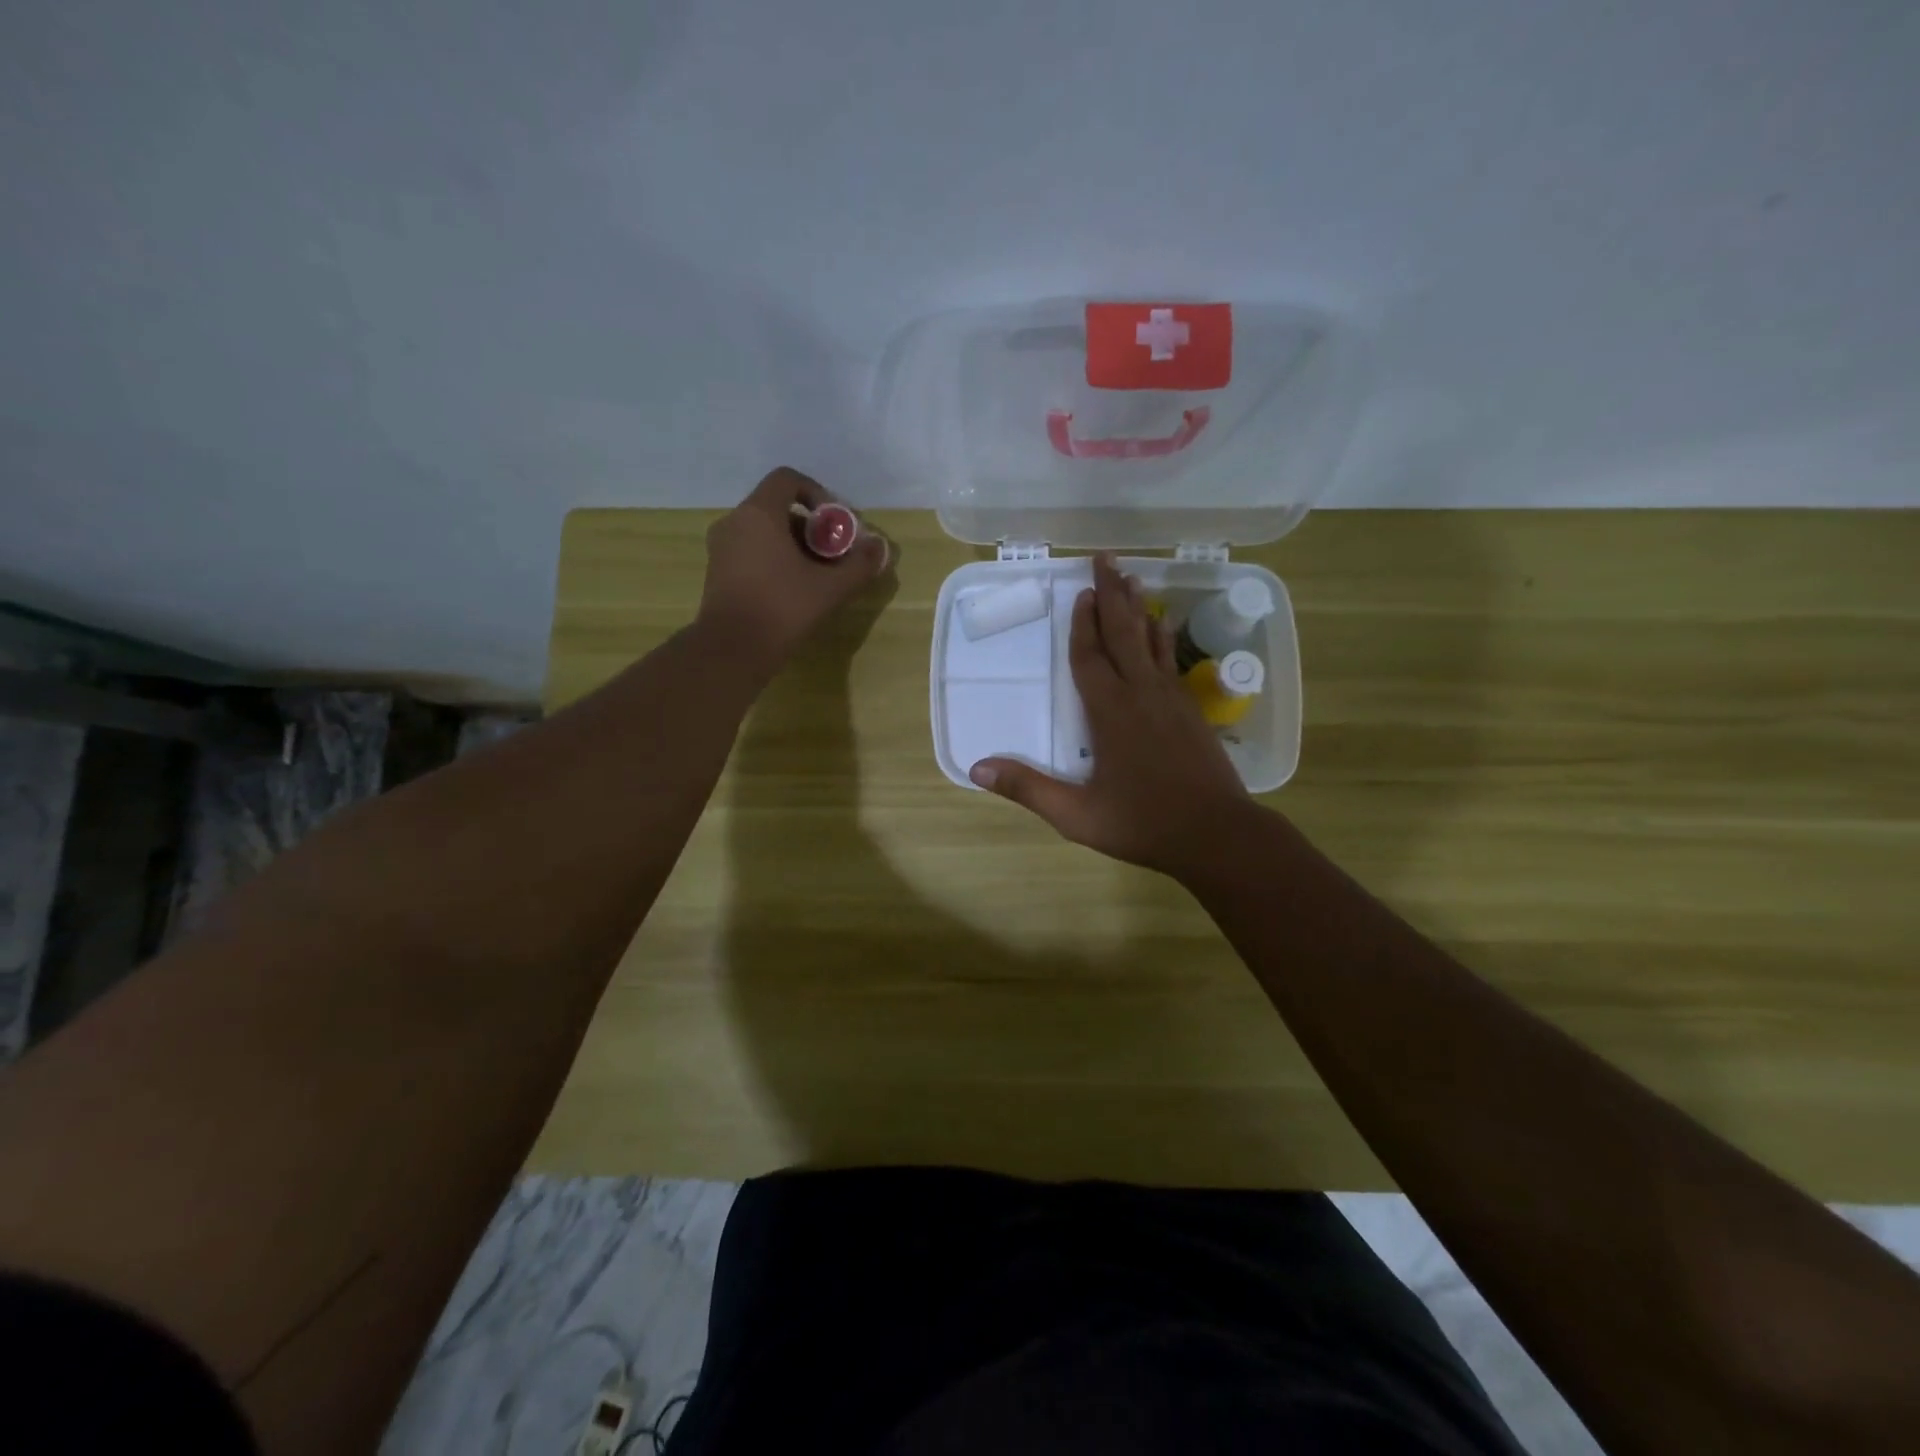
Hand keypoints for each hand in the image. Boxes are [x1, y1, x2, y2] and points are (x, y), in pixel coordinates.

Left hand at [697, 467, 890, 673]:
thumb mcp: (830, 588)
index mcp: (759, 514)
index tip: (835, 524)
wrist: (732, 650)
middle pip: (778, 508)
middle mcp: (734, 522)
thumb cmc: (782, 609)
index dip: (817, 494)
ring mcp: (721, 548)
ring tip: (817, 575)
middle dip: (811, 527)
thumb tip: (881, 548)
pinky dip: (774, 559)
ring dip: (794, 546)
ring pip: (764, 532)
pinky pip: (751, 551)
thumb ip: (859, 564)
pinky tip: (793, 589)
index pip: (787, 479)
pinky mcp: (717, 572)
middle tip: (833, 555)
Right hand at [970, 553, 1248, 877]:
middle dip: (1111, 594)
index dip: (1081, 625)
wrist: (1217, 834)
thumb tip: (977, 768)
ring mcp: (1170, 699)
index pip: (1089, 657)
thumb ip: (1028, 789)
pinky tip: (1164, 625)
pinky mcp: (1190, 711)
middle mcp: (1141, 694)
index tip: (1080, 592)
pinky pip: (1170, 660)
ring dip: (1138, 607)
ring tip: (1132, 576)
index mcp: (1109, 713)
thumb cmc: (1143, 823)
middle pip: (1122, 633)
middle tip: (1105, 557)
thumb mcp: (1076, 814)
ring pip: (1150, 641)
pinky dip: (1163, 637)